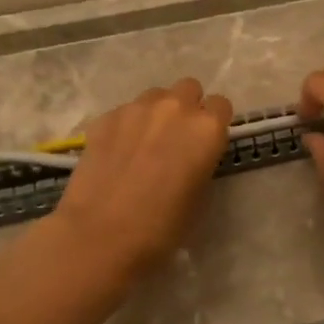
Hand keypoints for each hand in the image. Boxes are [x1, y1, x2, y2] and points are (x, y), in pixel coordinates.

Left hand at [52, 78, 232, 279]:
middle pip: (189, 89)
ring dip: (156, 112)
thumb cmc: (162, 227)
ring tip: (144, 143)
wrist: (101, 234)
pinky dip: (126, 126)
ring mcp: (137, 108)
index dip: (214, 123)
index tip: (206, 142)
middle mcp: (175, 108)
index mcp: (206, 129)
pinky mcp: (106, 117)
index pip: (221, 105)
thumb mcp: (199, 197)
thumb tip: (191, 156)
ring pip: (155, 96)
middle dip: (187, 107)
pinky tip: (117, 153)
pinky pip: (125, 111)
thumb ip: (201, 162)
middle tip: (176, 138)